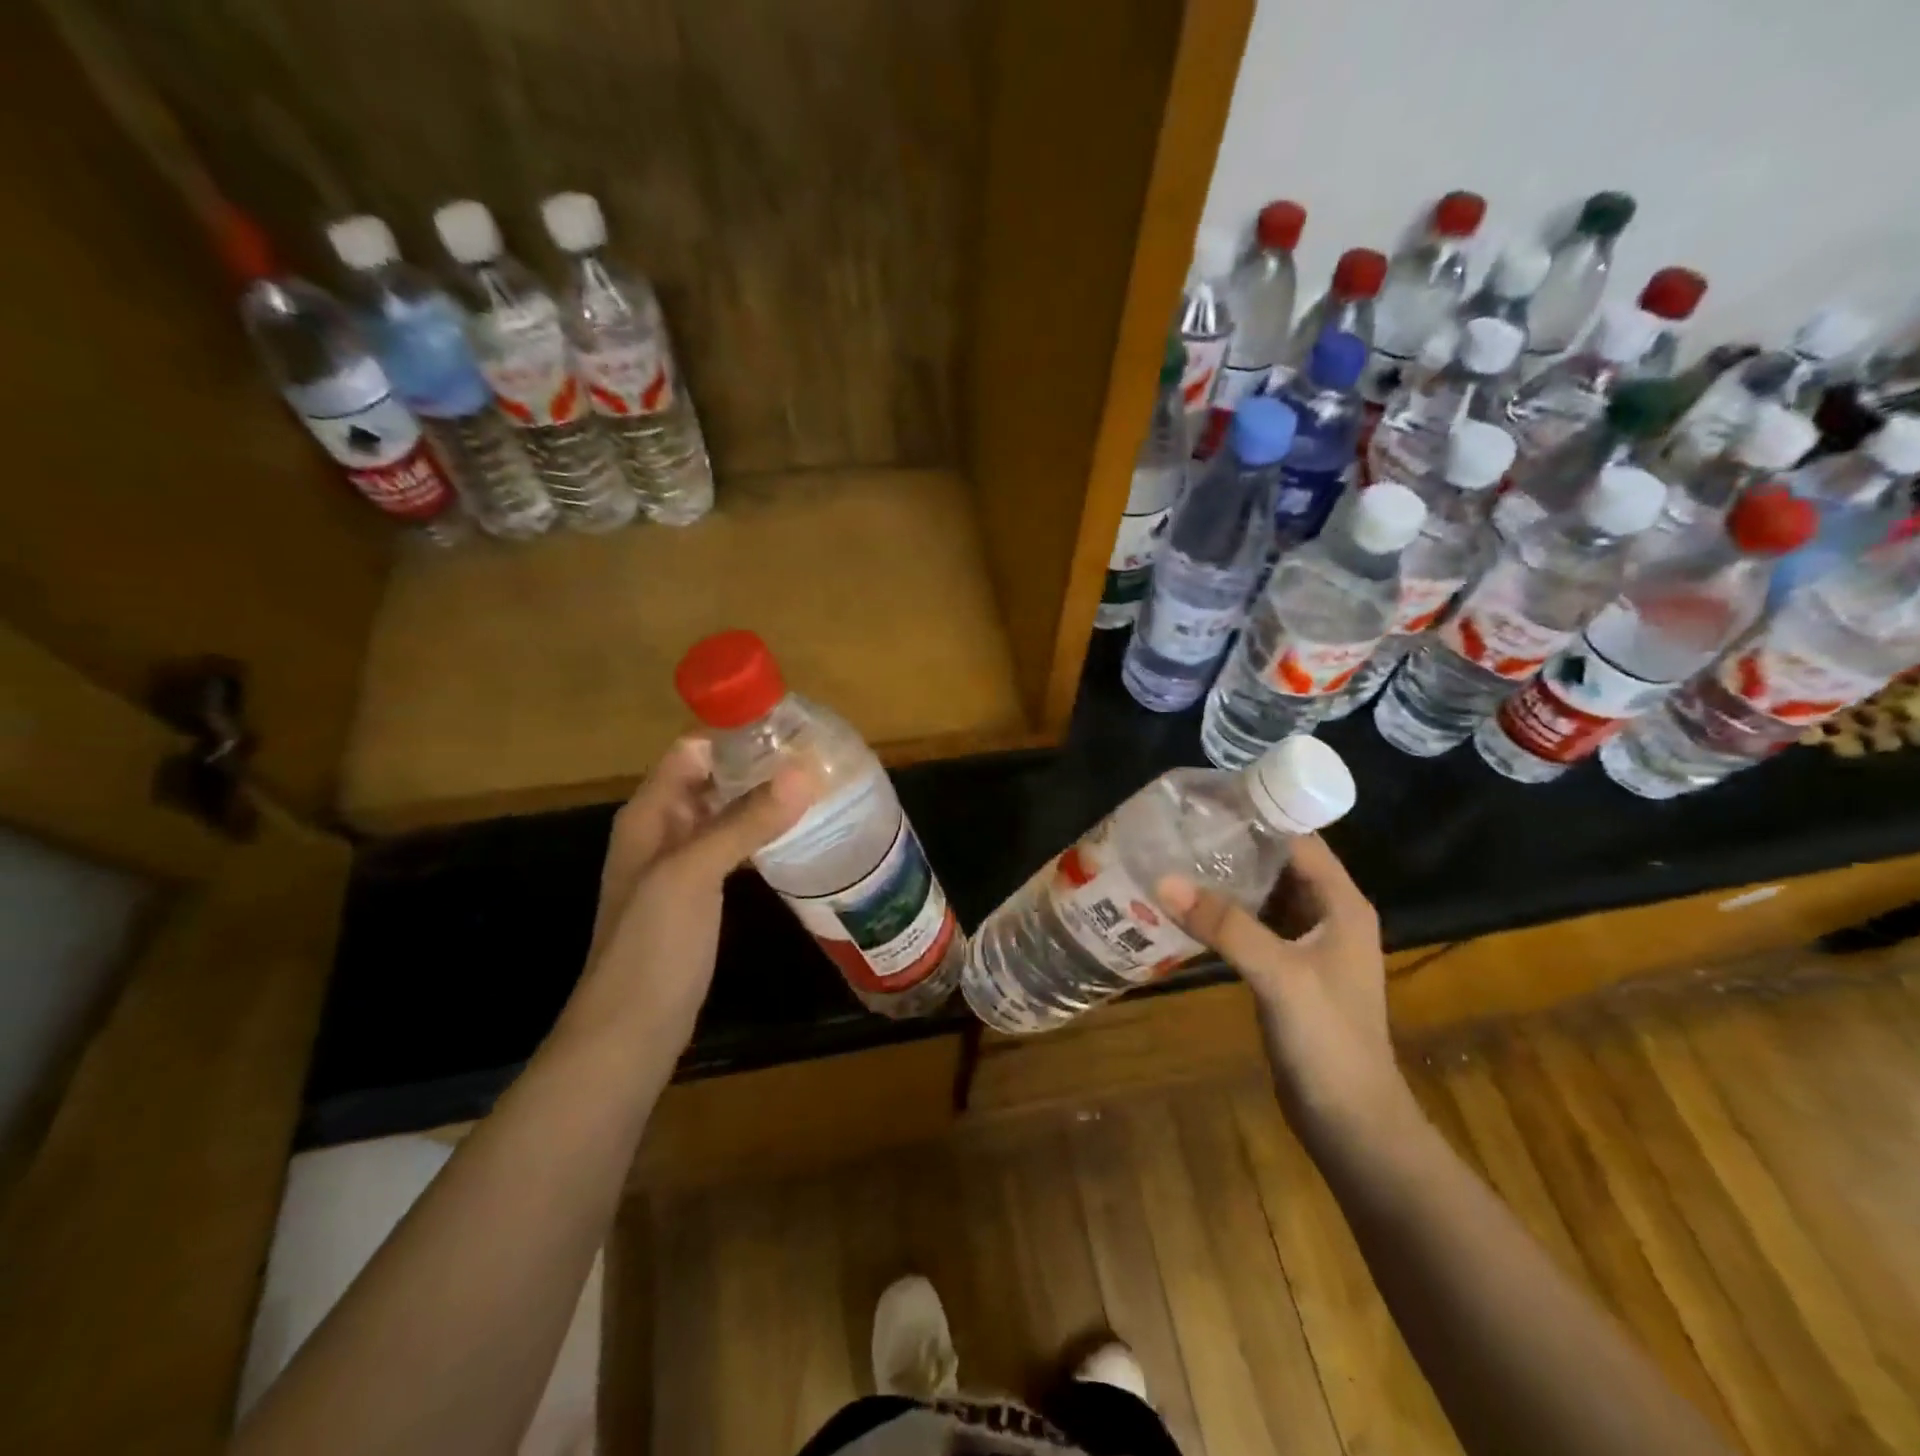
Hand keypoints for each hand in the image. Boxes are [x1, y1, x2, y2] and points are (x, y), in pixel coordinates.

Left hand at [561, 737, 813, 1057]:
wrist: (631, 1030)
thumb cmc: (653, 945)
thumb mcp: (694, 874)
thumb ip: (745, 821)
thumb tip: (804, 772)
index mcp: (649, 813)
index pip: (692, 750)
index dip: (735, 734)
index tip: (791, 729)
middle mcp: (662, 829)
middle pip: (710, 778)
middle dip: (757, 764)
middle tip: (817, 758)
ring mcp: (681, 864)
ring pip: (725, 813)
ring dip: (762, 799)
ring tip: (816, 789)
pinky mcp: (700, 893)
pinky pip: (732, 847)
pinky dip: (760, 835)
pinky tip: (796, 836)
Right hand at [1158, 836, 1416, 1149]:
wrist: (1351, 1122)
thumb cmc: (1329, 1040)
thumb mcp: (1278, 974)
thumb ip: (1225, 926)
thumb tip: (1163, 881)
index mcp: (1342, 904)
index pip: (1300, 840)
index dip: (1260, 816)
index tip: (1208, 800)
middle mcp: (1328, 915)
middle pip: (1280, 863)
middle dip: (1235, 845)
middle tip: (1181, 828)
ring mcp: (1308, 945)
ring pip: (1264, 895)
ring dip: (1228, 880)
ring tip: (1176, 858)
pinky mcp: (1288, 970)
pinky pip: (1254, 926)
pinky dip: (1226, 914)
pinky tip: (1188, 909)